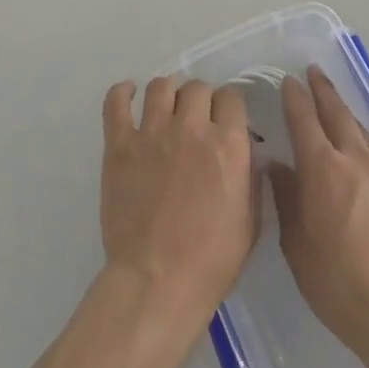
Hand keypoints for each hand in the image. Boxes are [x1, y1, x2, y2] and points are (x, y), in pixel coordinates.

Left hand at [101, 77, 259, 326]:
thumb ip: (252, 178)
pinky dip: (122, 92)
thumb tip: (248, 152)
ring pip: (161, 86)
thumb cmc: (211, 260)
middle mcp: (191, 128)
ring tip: (167, 108)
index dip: (230, 107)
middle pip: (198, 88)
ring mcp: (152, 133)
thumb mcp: (251, 221)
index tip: (226, 121)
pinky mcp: (120, 144)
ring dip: (169, 93)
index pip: (232, 97)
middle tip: (197, 121)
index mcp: (227, 145)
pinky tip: (129, 94)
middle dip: (201, 100)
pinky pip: (116, 102)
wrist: (157, 281)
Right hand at [268, 66, 368, 367]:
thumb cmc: (336, 282)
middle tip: (313, 71)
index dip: (295, 98)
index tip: (288, 81)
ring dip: (344, 110)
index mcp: (323, 170)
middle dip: (323, 91)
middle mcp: (353, 162)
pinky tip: (357, 144)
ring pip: (359, 130)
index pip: (304, 121)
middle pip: (337, 114)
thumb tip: (278, 167)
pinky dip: (360, 136)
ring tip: (334, 100)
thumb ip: (286, 199)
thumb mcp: (296, 244)